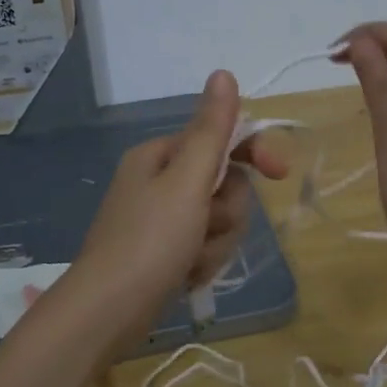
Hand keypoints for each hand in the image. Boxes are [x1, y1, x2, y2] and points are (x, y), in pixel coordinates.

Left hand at [70, 71, 288, 325]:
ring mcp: (162, 220)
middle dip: (226, 211)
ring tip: (193, 259)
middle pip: (225, 183)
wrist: (106, 313)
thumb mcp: (187, 181)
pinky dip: (203, 261)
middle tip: (208, 228)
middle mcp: (160, 182)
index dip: (254, 153)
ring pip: (219, 219)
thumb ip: (211, 130)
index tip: (280, 173)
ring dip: (216, 241)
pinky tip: (186, 276)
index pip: (221, 139)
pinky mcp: (165, 253)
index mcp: (161, 156)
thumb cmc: (149, 241)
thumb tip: (223, 73)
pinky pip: (205, 246)